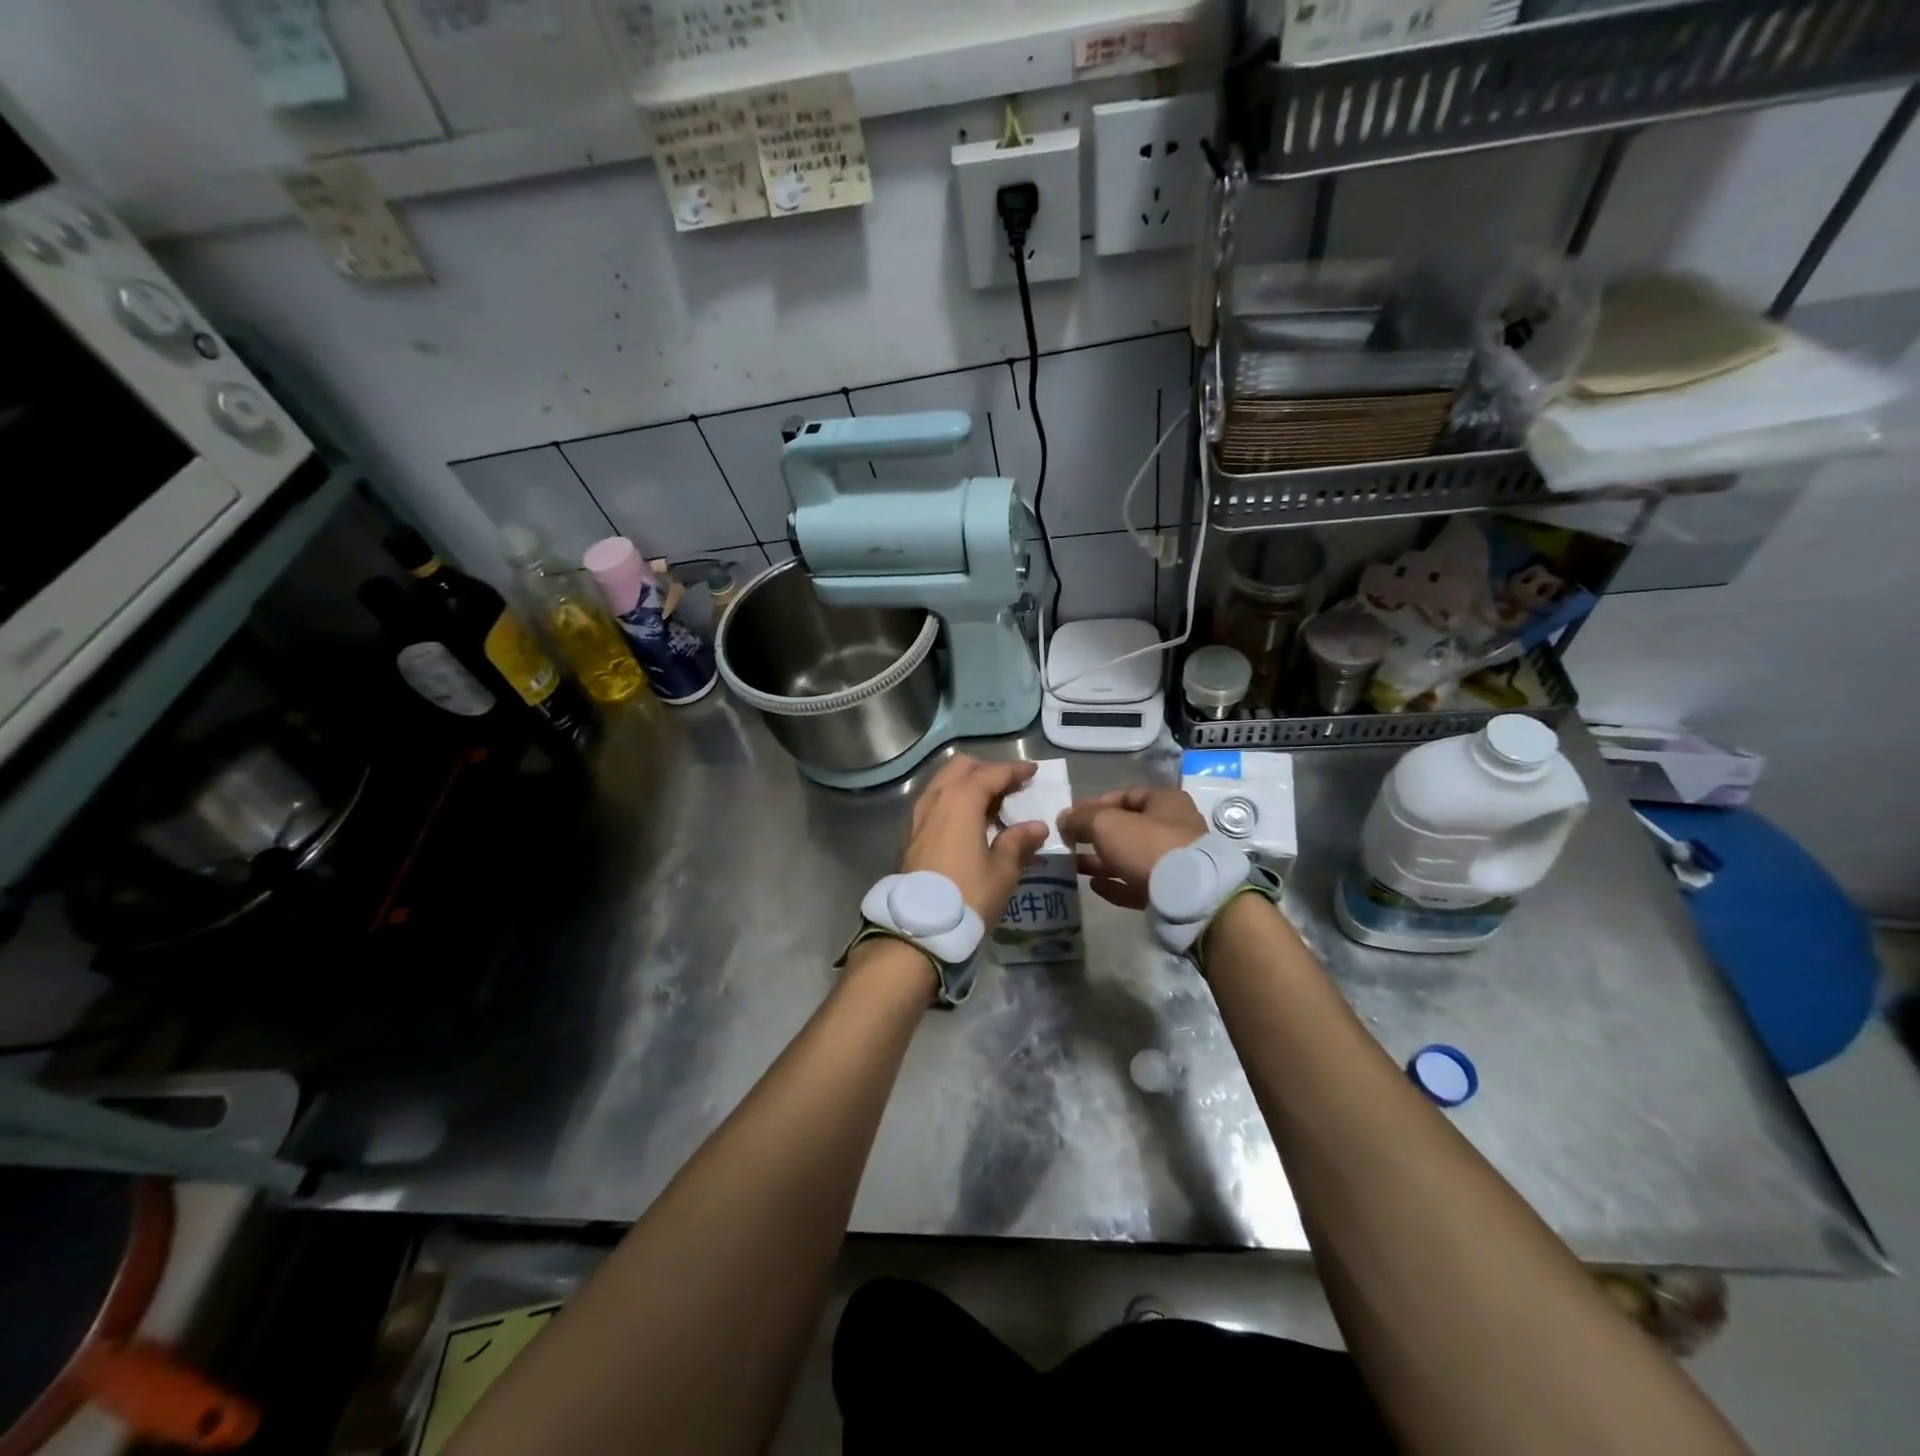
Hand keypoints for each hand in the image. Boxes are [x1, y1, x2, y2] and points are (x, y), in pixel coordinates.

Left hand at [902, 755, 1048, 920]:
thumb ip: (1018, 842)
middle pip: (960, 768)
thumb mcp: (1002, 871)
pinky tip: (967, 821)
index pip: (990, 773)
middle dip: (986, 770)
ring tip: (990, 803)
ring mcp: (918, 816)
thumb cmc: (967, 895)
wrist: (919, 928)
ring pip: (943, 783)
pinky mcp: (910, 834)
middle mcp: (936, 799)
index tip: (1033, 772)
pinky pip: (934, 802)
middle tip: (1009, 786)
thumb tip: (1036, 826)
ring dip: (966, 784)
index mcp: (960, 801)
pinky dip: (952, 800)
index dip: (1013, 770)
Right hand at [1057, 786, 1206, 908]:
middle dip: (1096, 835)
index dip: (1095, 804)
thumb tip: (1063, 818)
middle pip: (1127, 828)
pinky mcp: (1172, 892)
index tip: (1070, 817)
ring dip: (1102, 861)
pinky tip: (1094, 886)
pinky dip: (1116, 884)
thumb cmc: (1148, 846)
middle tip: (1069, 842)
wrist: (1190, 897)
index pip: (1125, 796)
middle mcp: (1173, 828)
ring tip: (1073, 865)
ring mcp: (1174, 863)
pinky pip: (1137, 884)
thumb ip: (1081, 818)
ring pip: (1130, 857)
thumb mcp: (1107, 824)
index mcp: (1165, 802)